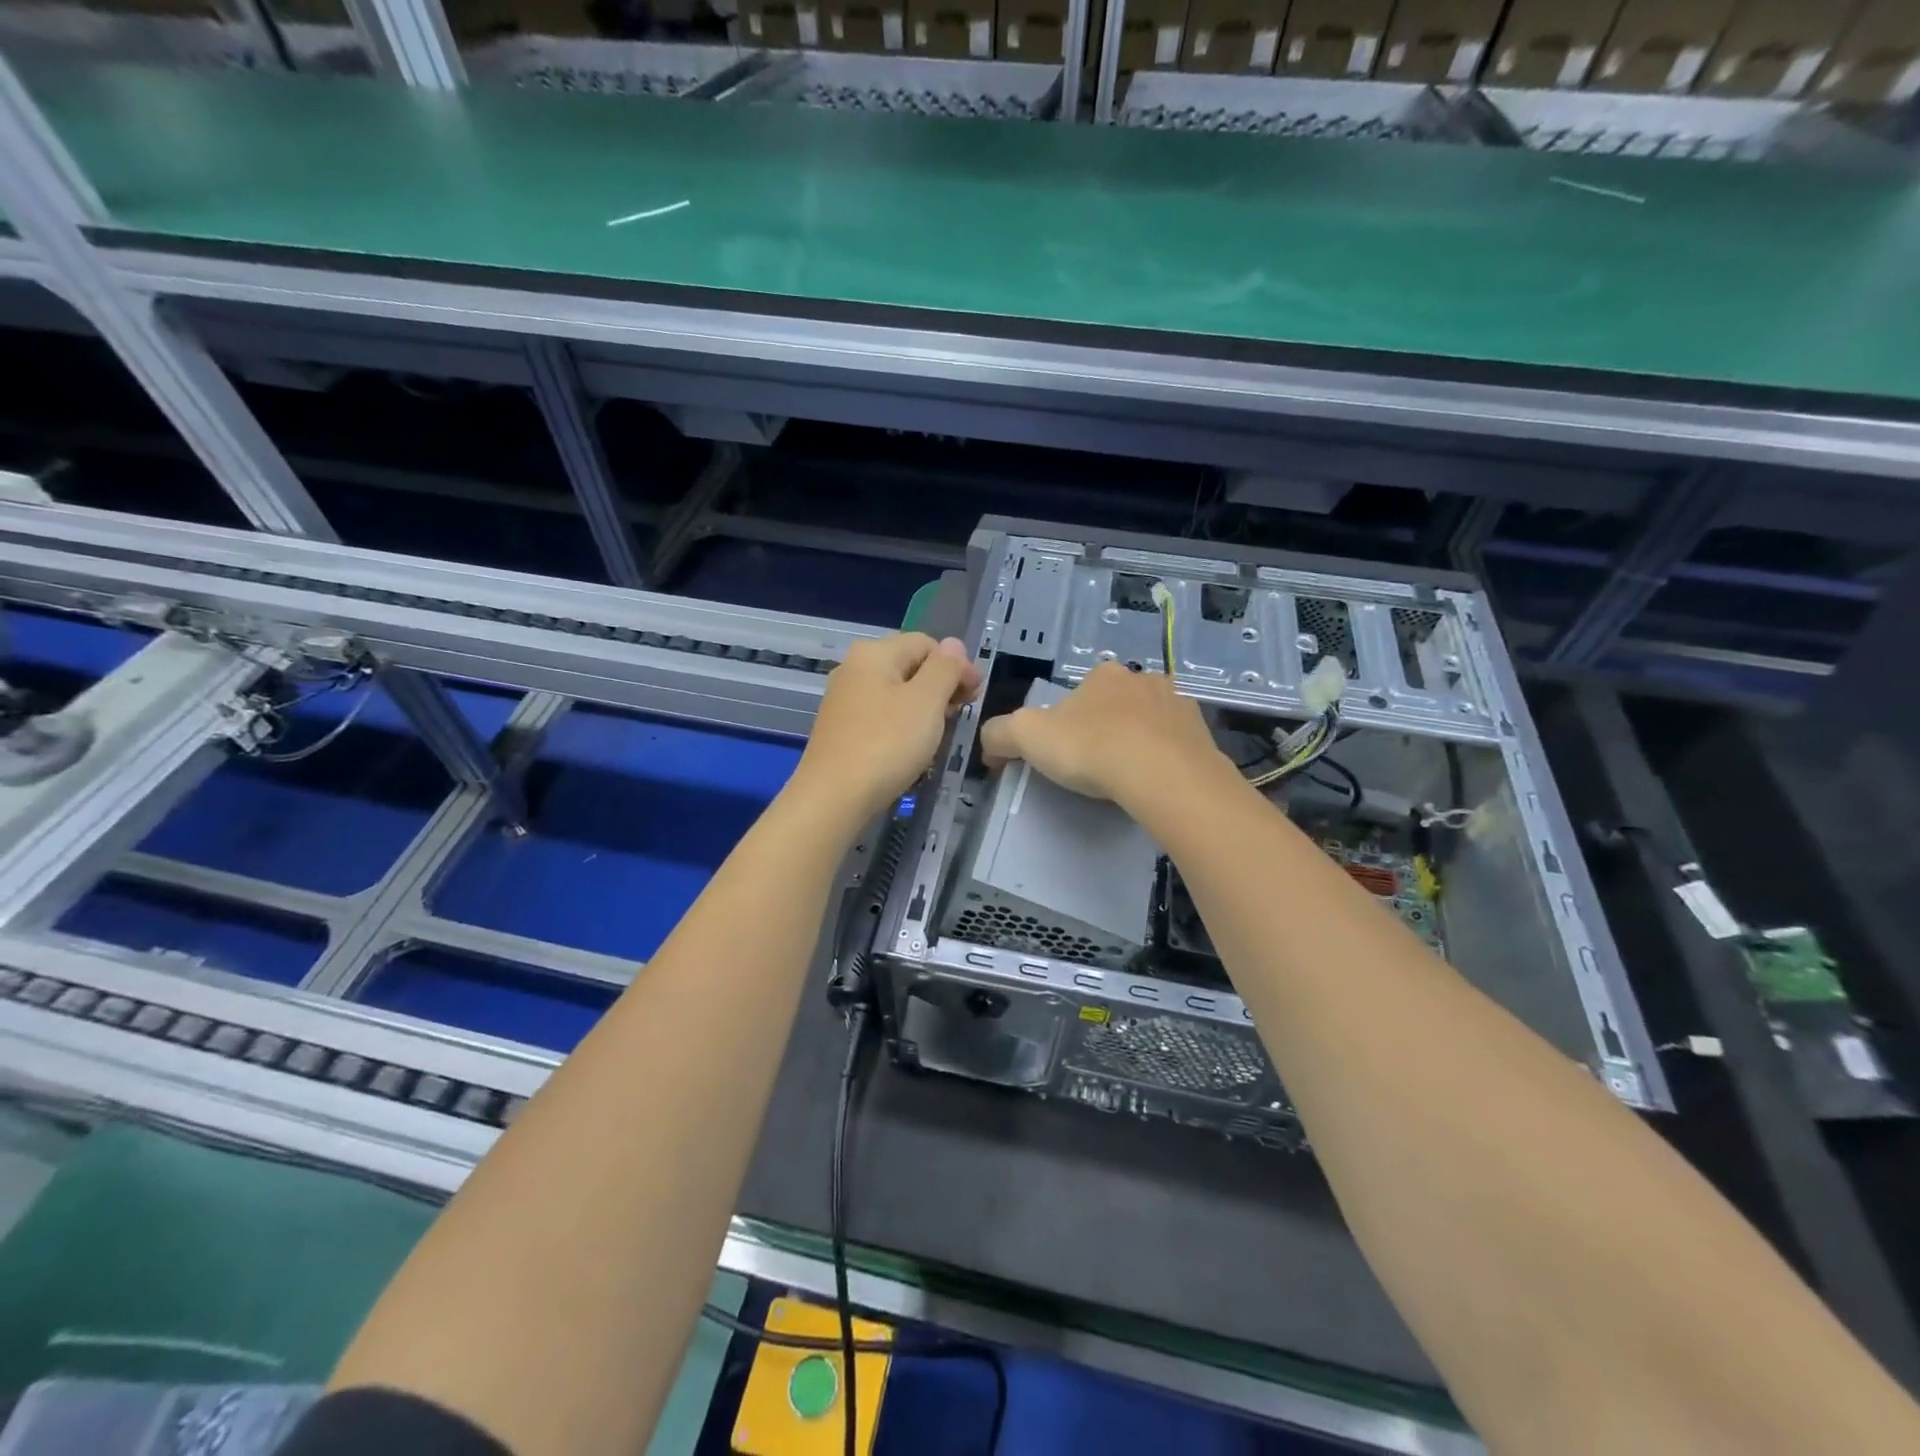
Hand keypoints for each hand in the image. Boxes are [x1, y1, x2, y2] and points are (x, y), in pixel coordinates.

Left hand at [791, 633, 981, 823]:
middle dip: (940, 685)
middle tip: (960, 715)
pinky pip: (881, 715)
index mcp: (874, 653)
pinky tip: (911, 747)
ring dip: (924, 707)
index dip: (957, 665)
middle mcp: (854, 668)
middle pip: (910, 664)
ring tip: (940, 733)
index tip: (975, 697)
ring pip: (896, 692)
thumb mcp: (926, 702)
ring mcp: (844, 699)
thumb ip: (945, 668)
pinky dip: (902, 724)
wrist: (833, 798)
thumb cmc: (886, 744)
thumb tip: (954, 645)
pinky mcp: (841, 728)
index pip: (927, 643)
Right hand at [978, 662, 1228, 815]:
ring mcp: (1178, 704)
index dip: (1067, 721)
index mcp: (1103, 674)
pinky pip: (1177, 744)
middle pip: (1116, 704)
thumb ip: (999, 734)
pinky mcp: (1202, 734)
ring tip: (1128, 776)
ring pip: (1150, 721)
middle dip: (1105, 727)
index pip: (1078, 693)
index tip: (1063, 753)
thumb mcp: (1026, 737)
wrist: (1163, 776)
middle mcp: (1143, 679)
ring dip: (1138, 740)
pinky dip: (1165, 757)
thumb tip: (990, 745)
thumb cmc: (1090, 748)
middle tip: (1094, 766)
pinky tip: (1156, 781)